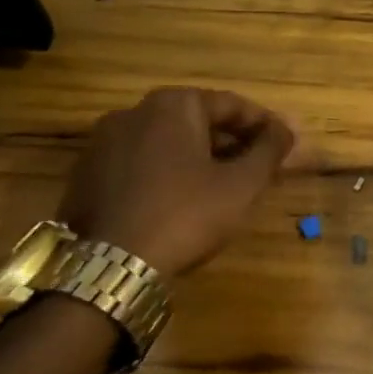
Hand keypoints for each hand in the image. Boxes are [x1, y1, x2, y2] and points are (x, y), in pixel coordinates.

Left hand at [59, 87, 297, 276]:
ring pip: (168, 143)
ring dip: (201, 158)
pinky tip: (184, 200)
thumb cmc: (186, 214)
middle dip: (233, 143)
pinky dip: (168, 173)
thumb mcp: (243, 184)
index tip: (286, 146)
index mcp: (173, 105)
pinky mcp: (86, 175)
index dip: (265, 125)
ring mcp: (102, 144)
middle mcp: (133, 112)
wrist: (110, 269)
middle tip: (259, 168)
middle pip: (198, 121)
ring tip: (225, 186)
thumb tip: (286, 130)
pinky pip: (141, 163)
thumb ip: (270, 149)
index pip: (233, 105)